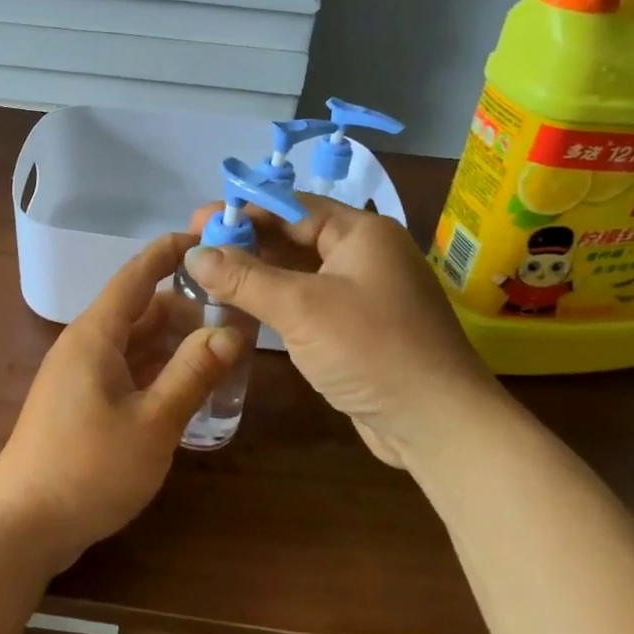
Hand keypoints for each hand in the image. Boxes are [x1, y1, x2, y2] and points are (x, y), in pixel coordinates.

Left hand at [0, 232, 244, 570]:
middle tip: (235, 310)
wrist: (21, 525)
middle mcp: (85, 345)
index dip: (168, 253)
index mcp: (95, 335)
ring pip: (134, 343)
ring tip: (223, 347)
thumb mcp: (152, 423)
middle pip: (140, 310)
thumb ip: (192, 374)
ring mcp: (80, 376)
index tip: (204, 237)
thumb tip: (230, 332)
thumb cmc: (88, 469)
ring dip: (173, 342)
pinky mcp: (80, 404)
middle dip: (185, 307)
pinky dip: (157, 370)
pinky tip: (188, 385)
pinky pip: (126, 370)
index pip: (136, 276)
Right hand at [185, 197, 501, 466]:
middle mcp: (365, 255)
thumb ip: (244, 277)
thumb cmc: (372, 350)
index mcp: (361, 232)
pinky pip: (309, 302)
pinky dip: (276, 302)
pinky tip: (242, 308)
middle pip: (294, 236)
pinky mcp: (360, 328)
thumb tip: (193, 254)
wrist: (439, 425)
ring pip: (299, 272)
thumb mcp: (301, 307)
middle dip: (246, 243)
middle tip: (195, 251)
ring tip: (208, 277)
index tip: (196, 221)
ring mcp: (365, 293)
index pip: (291, 207)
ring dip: (257, 274)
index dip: (242, 211)